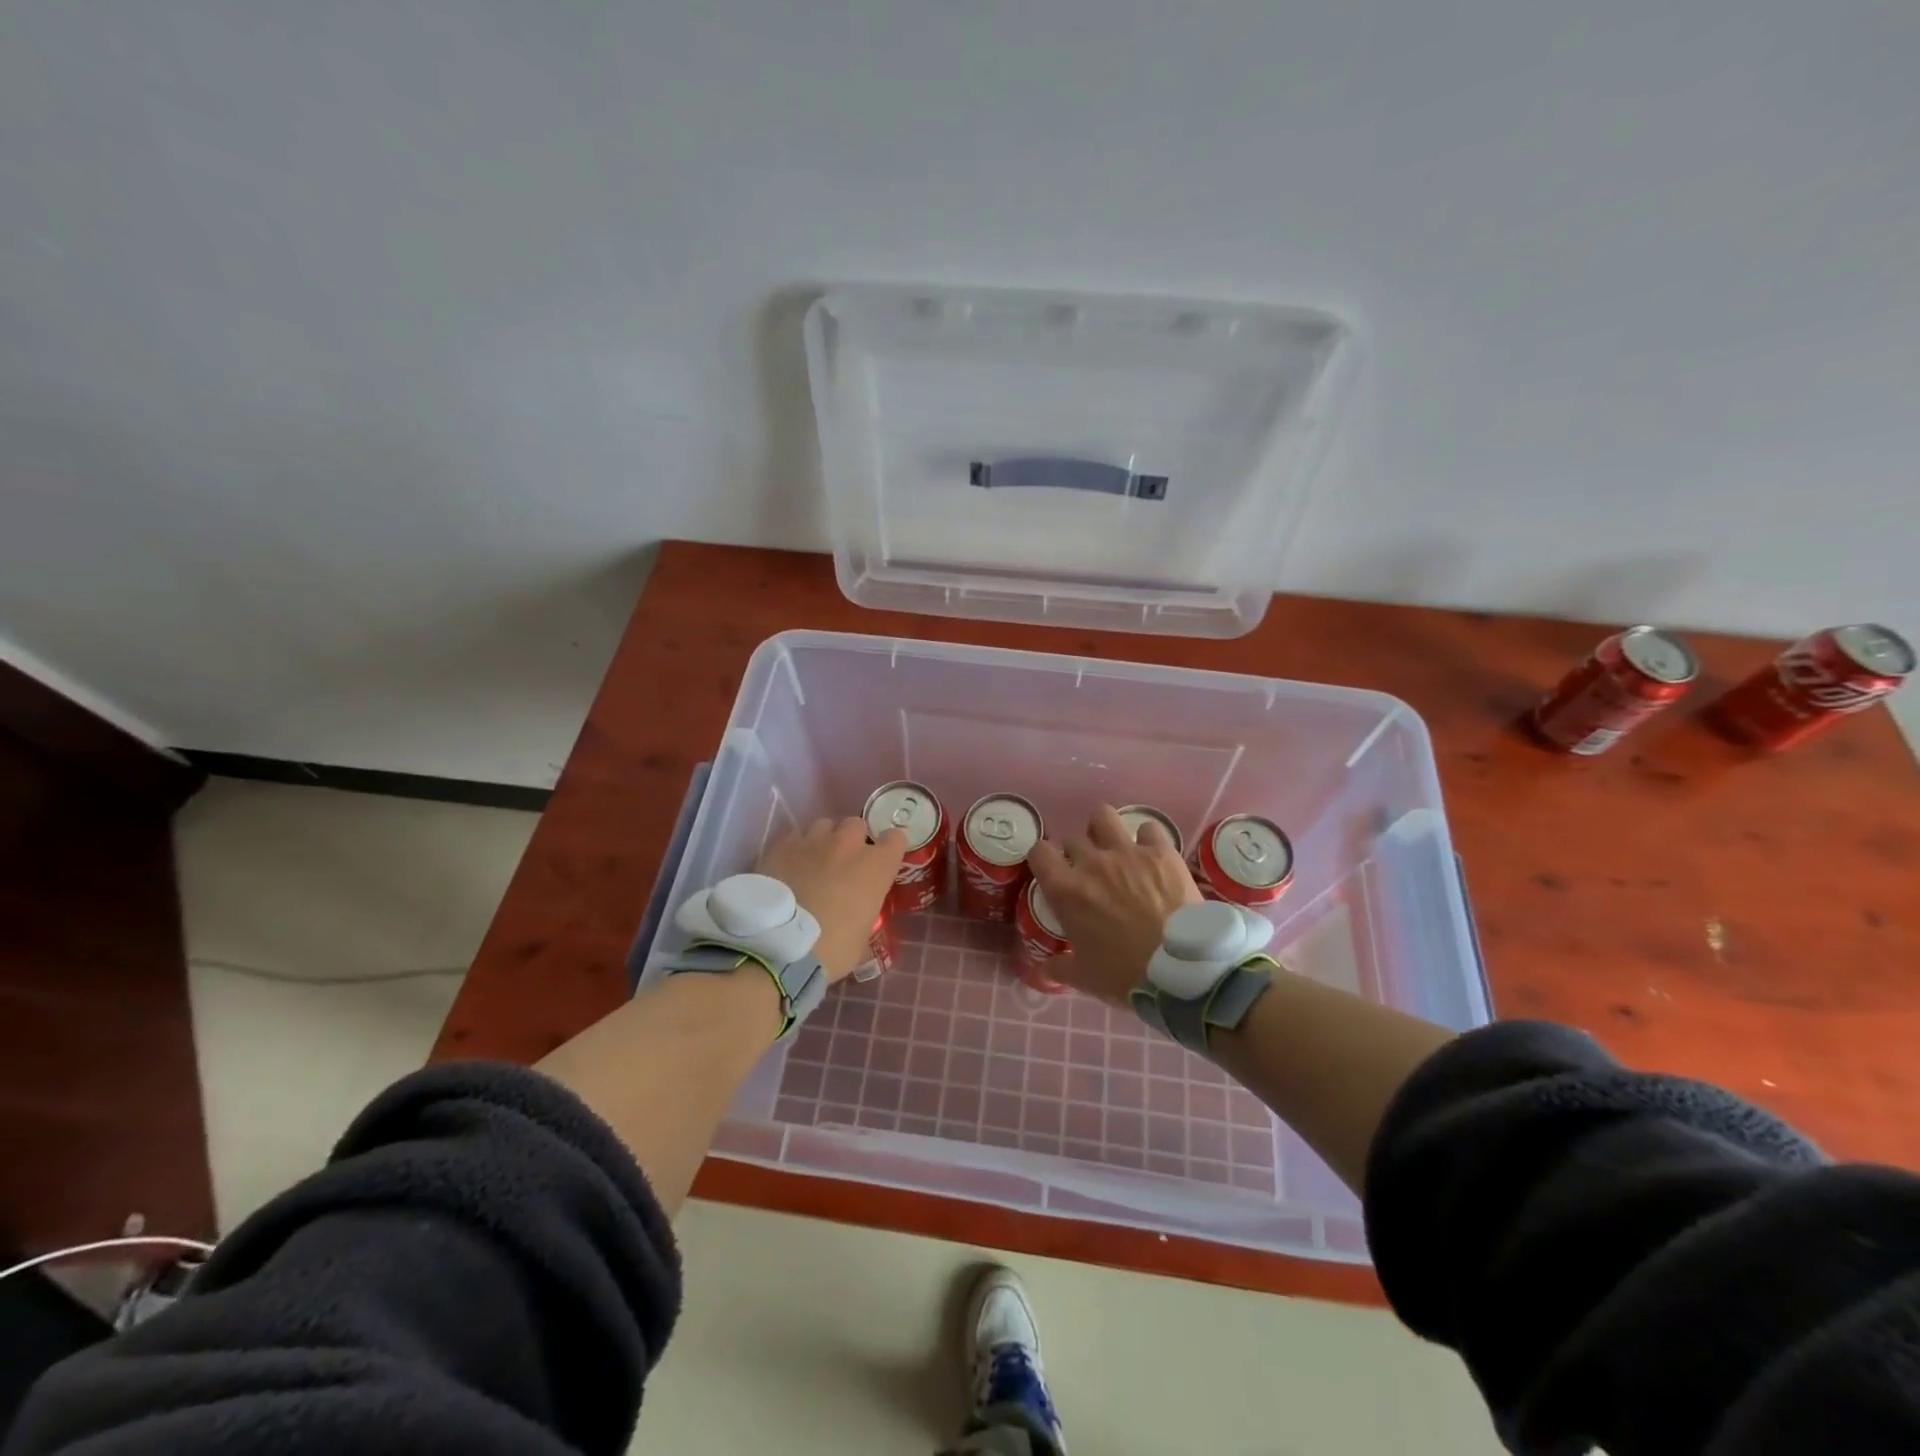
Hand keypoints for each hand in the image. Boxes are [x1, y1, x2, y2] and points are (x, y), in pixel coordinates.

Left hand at [756, 818, 905, 982]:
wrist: (780, 947)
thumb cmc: (832, 949)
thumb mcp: (862, 937)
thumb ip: (865, 913)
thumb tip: (857, 915)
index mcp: (876, 867)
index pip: (895, 838)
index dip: (889, 848)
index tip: (882, 861)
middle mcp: (848, 845)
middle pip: (856, 825)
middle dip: (853, 840)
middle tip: (844, 863)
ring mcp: (813, 841)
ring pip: (824, 825)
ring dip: (824, 840)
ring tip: (813, 861)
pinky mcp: (782, 846)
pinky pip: (795, 837)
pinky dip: (796, 849)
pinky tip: (788, 867)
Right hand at [1026, 804, 1201, 1004]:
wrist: (1180, 970)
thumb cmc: (1124, 975)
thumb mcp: (1084, 978)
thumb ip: (1058, 968)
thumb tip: (1043, 970)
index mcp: (1066, 891)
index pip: (1039, 852)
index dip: (1044, 859)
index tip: (1053, 871)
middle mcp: (1092, 863)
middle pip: (1073, 838)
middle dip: (1078, 852)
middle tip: (1091, 872)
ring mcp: (1127, 853)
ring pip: (1103, 816)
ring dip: (1104, 830)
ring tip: (1115, 848)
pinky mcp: (1161, 852)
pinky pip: (1148, 828)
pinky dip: (1147, 840)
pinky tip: (1152, 856)